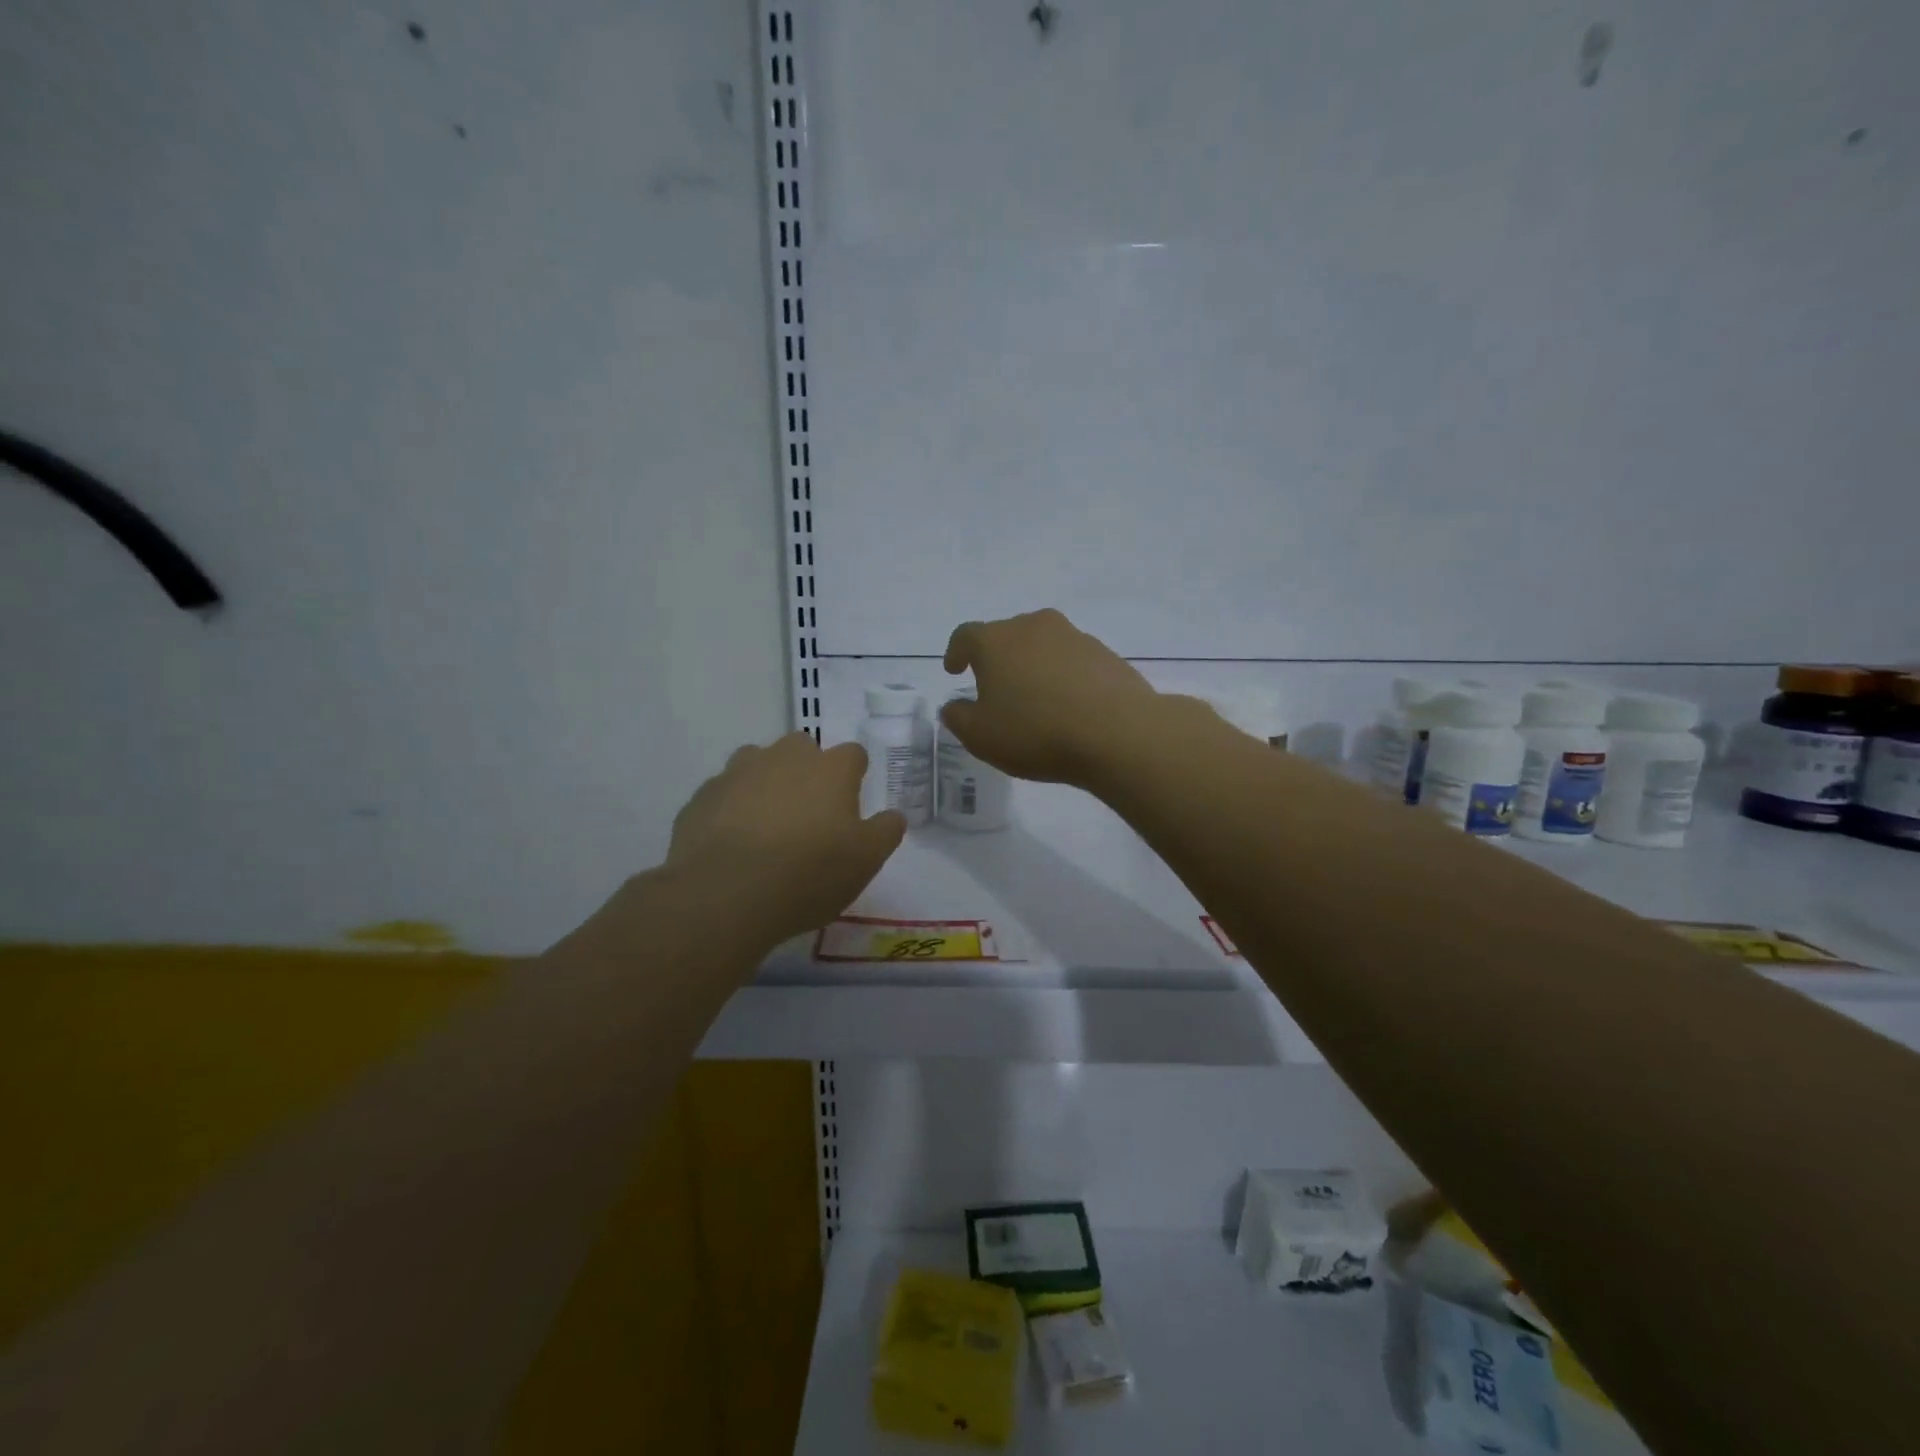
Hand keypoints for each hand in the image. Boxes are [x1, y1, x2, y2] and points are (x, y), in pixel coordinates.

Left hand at [667, 732, 905, 943]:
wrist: (724, 893)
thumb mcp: (865, 861)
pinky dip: (731, 809)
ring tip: (766, 826)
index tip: (851, 803)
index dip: (854, 775)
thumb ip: (885, 832)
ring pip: (757, 764)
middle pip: (802, 748)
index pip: (853, 754)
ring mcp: (737, 772)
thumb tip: (894, 815)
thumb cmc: (808, 873)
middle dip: (807, 771)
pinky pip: (723, 794)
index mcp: (830, 769)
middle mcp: (784, 758)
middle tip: (809, 814)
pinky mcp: (701, 797)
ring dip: (765, 783)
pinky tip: (731, 844)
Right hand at [940, 609, 1161, 784]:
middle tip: (996, 690)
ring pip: (1043, 646)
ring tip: (1036, 700)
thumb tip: (955, 706)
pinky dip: (1064, 677)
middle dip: (998, 659)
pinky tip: (1069, 706)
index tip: (955, 670)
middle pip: (1007, 636)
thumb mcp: (981, 736)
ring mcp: (1074, 637)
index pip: (965, 636)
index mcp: (996, 641)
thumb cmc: (1035, 732)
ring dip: (1034, 666)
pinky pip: (1073, 661)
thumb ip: (958, 718)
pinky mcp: (1105, 654)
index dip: (956, 653)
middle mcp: (1034, 627)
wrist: (1117, 733)